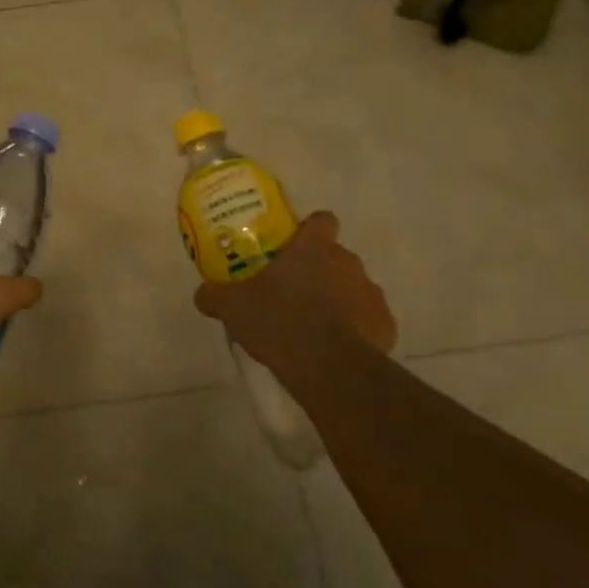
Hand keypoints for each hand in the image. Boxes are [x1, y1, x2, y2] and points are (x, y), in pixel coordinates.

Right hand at [194, 212, 396, 380]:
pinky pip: (367, 320)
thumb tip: (203, 294)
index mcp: (314, 248)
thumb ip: (215, 295)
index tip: (295, 247)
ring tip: (313, 326)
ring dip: (337, 300)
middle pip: (335, 257)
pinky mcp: (386, 325)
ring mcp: (371, 293)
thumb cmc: (279, 322)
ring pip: (353, 288)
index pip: (322, 220)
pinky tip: (334, 349)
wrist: (329, 367)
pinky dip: (354, 330)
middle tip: (292, 293)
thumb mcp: (232, 307)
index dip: (310, 231)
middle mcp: (348, 262)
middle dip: (318, 271)